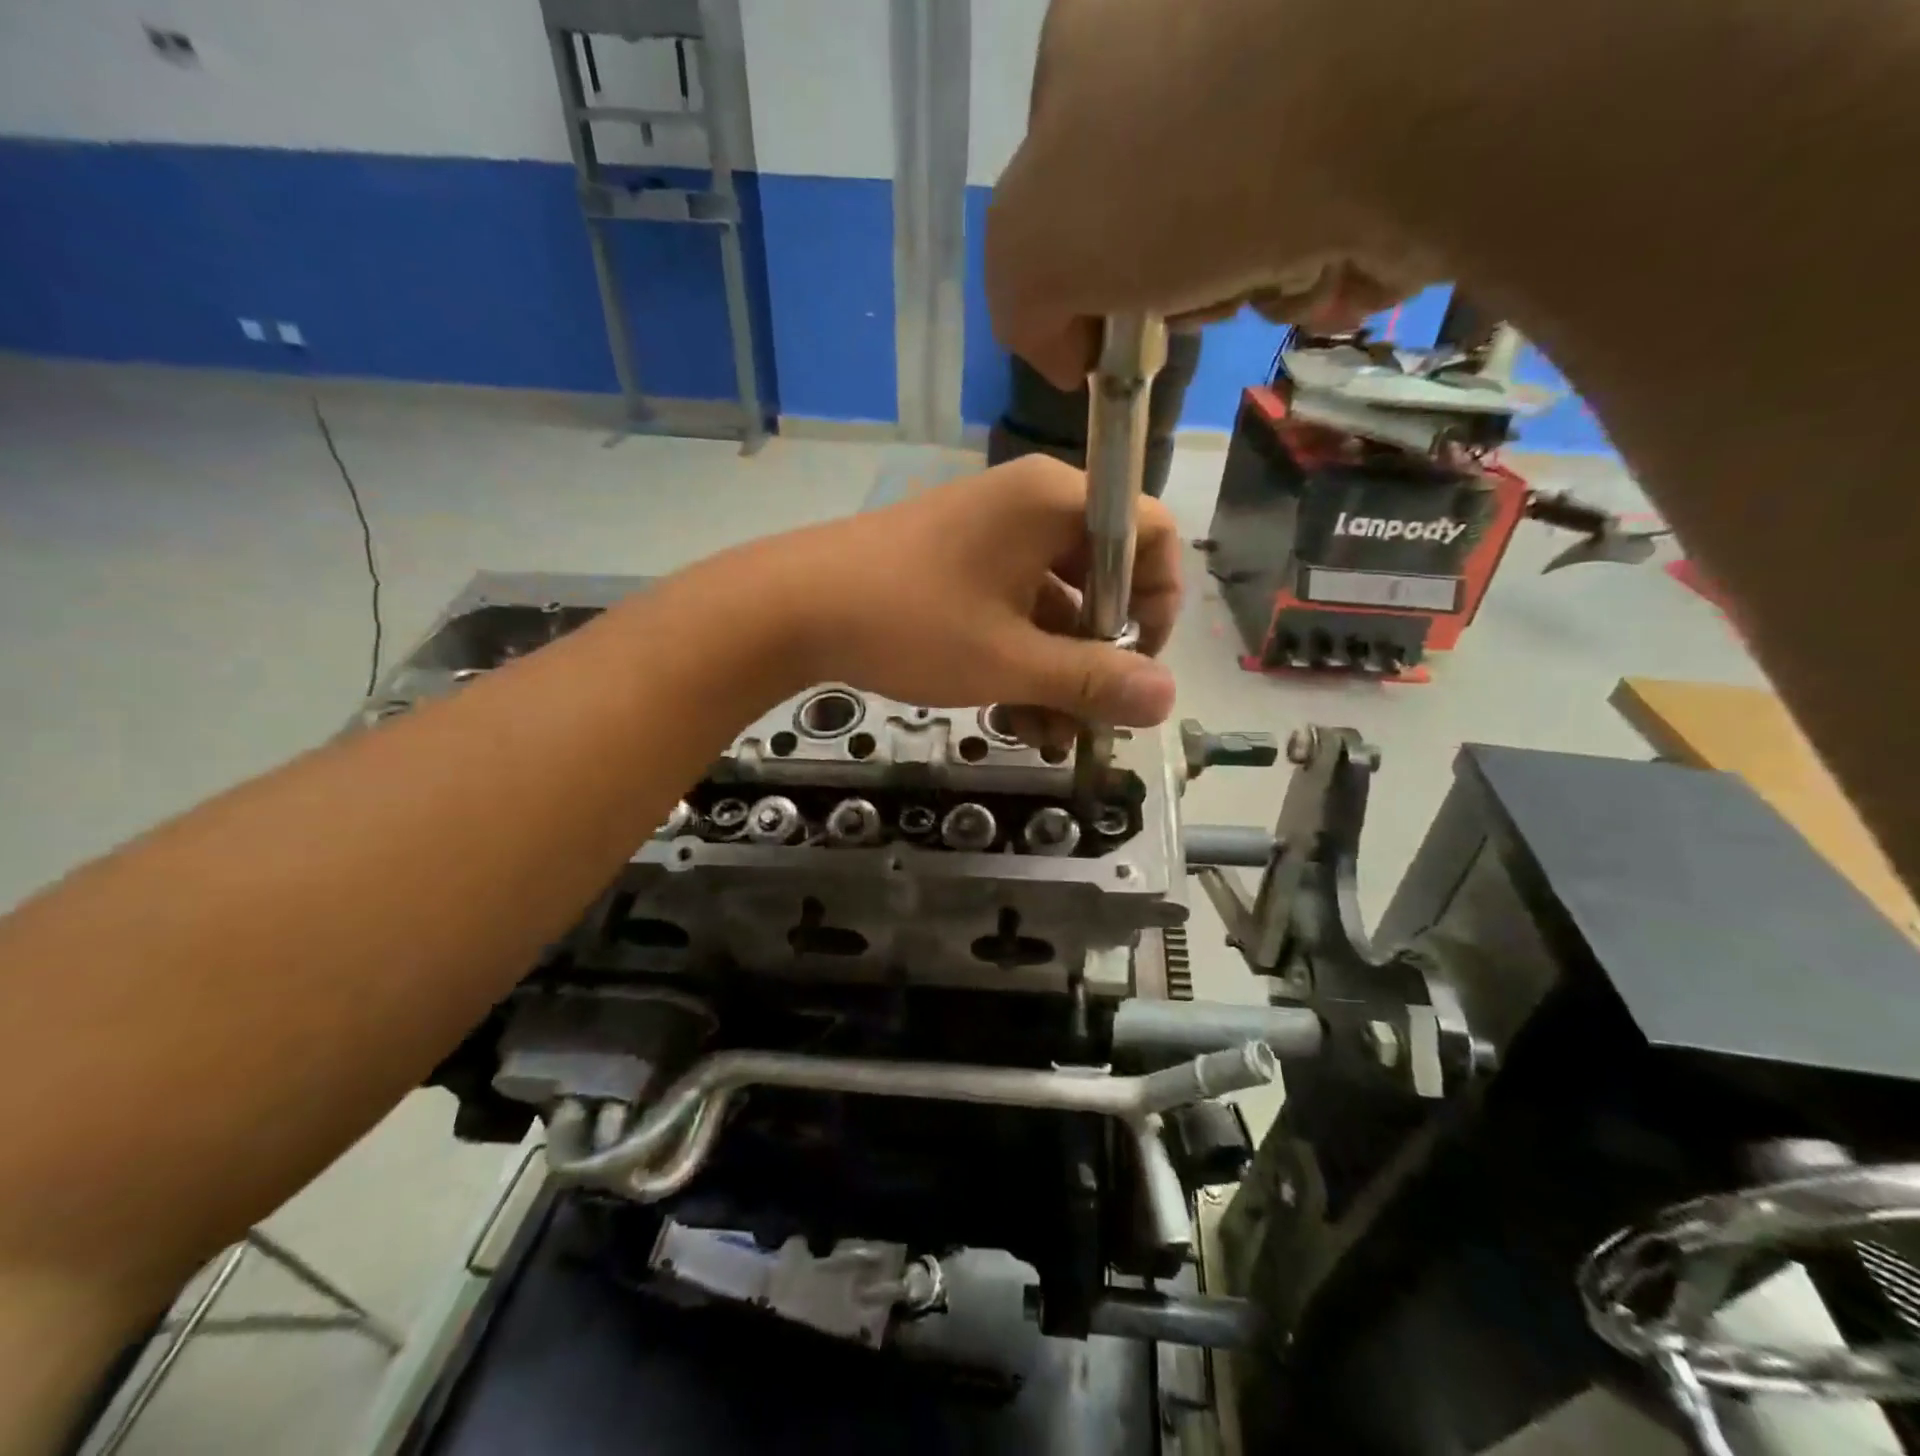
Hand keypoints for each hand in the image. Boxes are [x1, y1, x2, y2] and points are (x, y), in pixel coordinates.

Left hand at [745, 456, 1180, 731]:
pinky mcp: (959, 566)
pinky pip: (1014, 610)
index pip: (1149, 534)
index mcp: (1055, 503)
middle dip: (1099, 658)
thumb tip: (1167, 699)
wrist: (791, 609)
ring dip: (1058, 674)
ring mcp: (991, 537)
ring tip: (1046, 740)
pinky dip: (1021, 660)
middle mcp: (1030, 507)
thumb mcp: (1009, 660)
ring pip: (1054, 607)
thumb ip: (1092, 680)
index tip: (1137, 666)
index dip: (1160, 602)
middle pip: (1101, 578)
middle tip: (1091, 720)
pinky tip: (1013, 717)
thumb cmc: (910, 623)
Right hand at [986, 0, 1433, 388]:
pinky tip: (1347, 253)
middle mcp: (1209, 15)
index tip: (1112, 327)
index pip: (1068, 183)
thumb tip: (1065, 351)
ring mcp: (1315, 41)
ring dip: (1261, 280)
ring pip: (1259, 216)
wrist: (1406, 77)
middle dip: (1183, 280)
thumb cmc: (1182, 157)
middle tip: (1202, 293)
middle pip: (1169, 210)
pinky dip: (1338, 259)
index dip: (1085, 273)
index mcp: (1103, 23)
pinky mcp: (1409, 83)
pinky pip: (1348, 205)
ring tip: (1285, 271)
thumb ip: (1019, 303)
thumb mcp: (1034, 246)